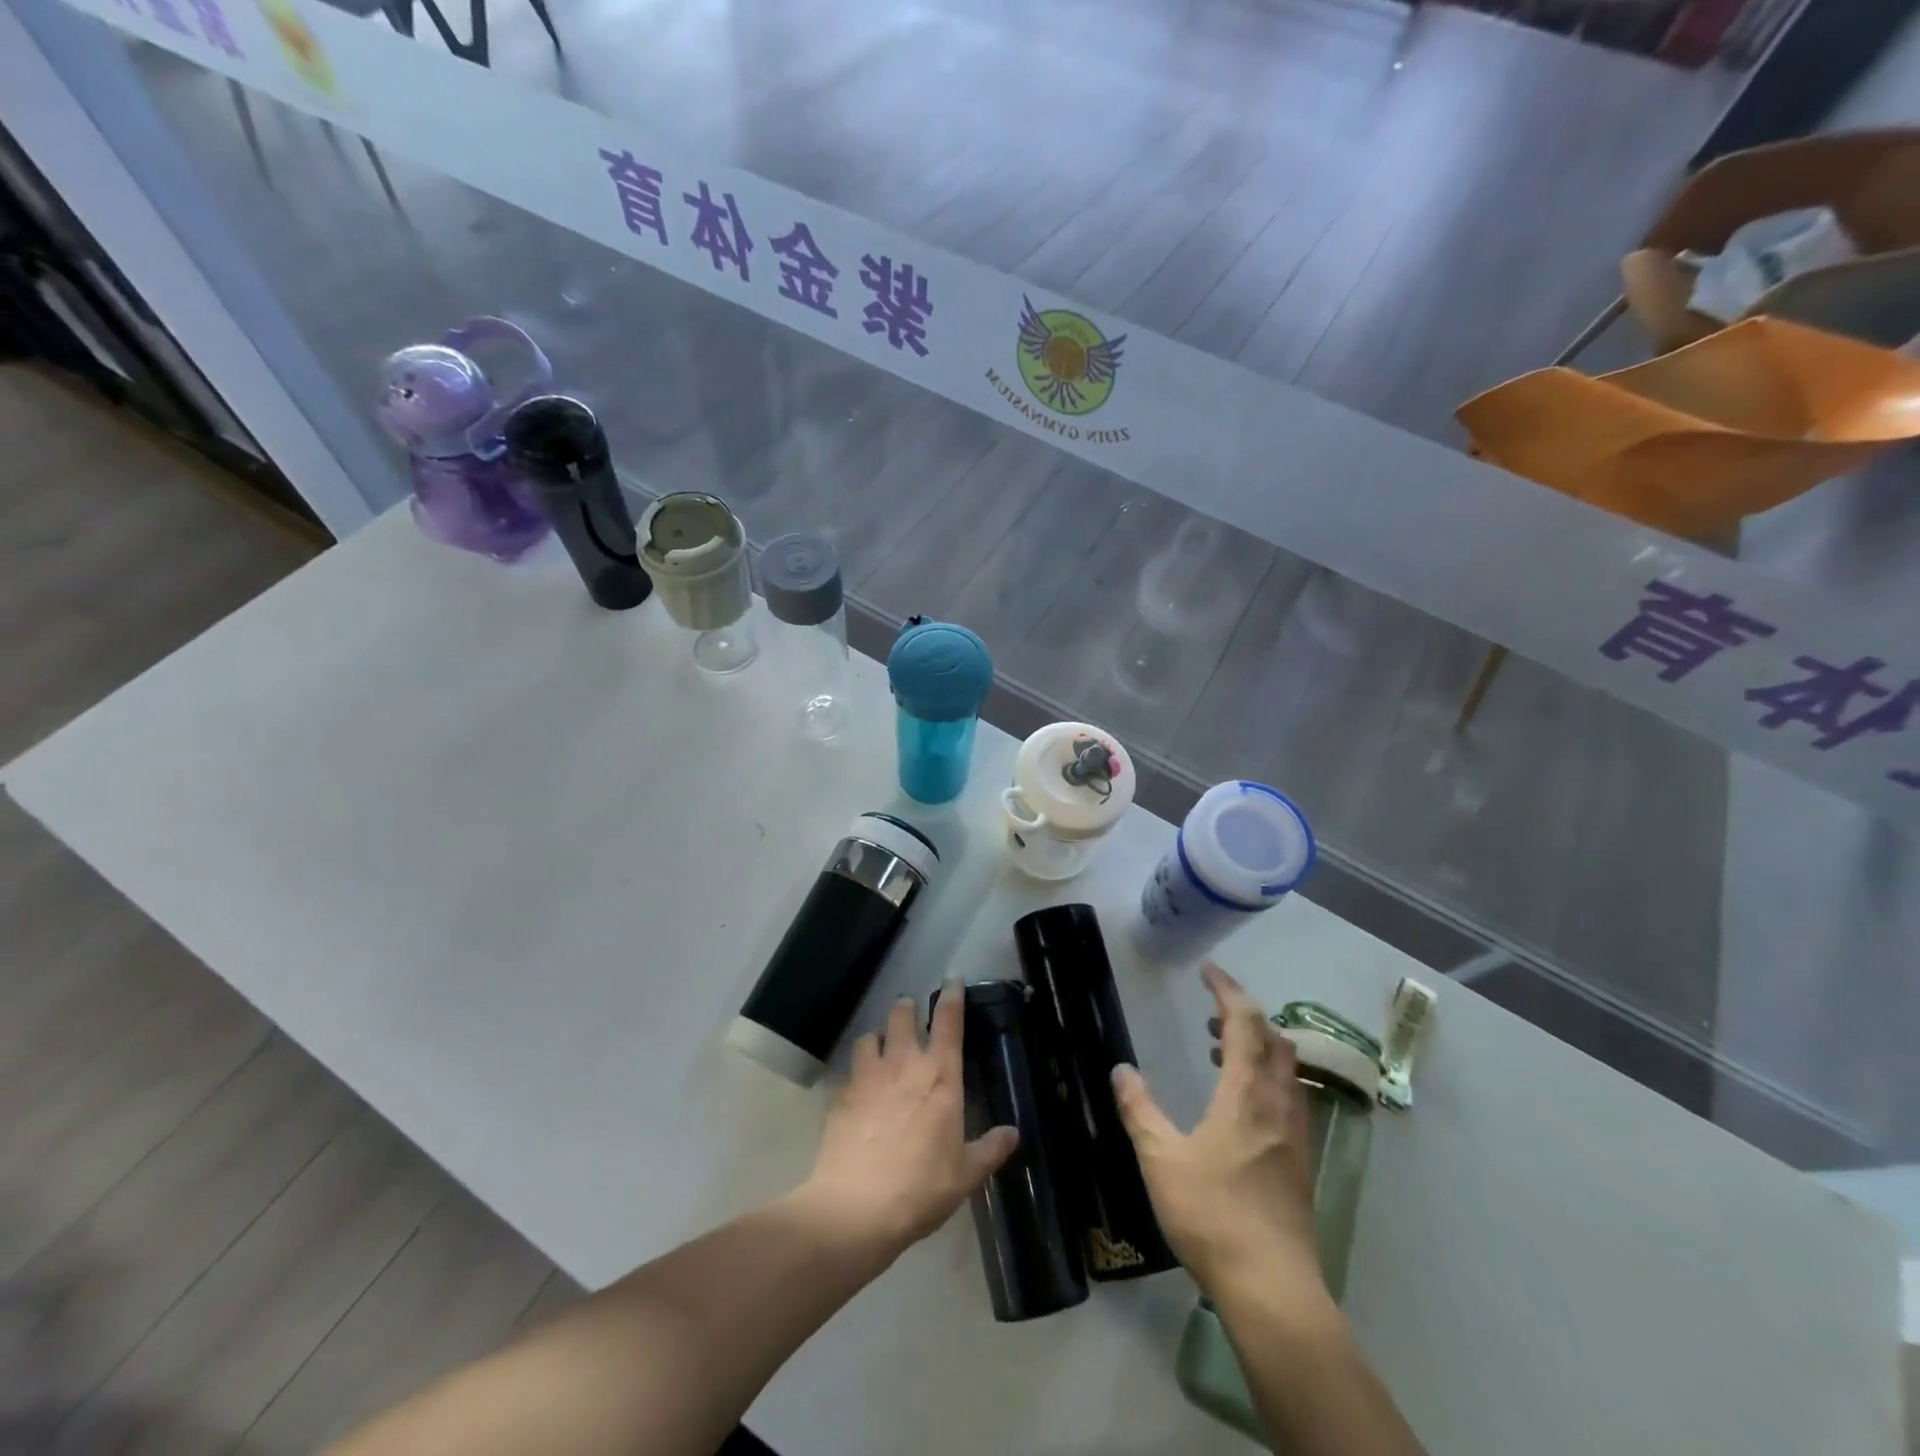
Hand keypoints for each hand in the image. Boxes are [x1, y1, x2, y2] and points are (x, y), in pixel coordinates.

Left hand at [797, 980, 1017, 1262]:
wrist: (856, 1207)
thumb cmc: (921, 1187)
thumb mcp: (965, 1174)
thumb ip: (990, 1149)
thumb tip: (1013, 1133)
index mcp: (940, 1076)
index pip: (948, 1021)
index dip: (952, 996)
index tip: (953, 980)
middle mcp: (903, 1065)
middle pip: (902, 1016)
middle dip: (907, 1009)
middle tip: (910, 1012)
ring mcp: (867, 1076)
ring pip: (870, 1036)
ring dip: (877, 1037)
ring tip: (879, 1046)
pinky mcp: (840, 1095)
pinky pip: (847, 1072)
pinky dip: (853, 1075)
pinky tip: (854, 1091)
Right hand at [1111, 963, 1325, 1300]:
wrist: (1273, 1288)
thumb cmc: (1213, 1215)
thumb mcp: (1160, 1159)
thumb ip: (1139, 1109)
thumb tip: (1121, 1070)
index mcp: (1247, 1094)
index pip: (1246, 1022)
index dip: (1227, 990)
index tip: (1207, 971)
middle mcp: (1278, 1104)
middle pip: (1275, 1039)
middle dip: (1246, 1016)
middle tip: (1211, 1015)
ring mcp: (1296, 1135)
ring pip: (1287, 1069)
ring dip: (1258, 1047)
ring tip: (1221, 1053)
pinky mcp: (1301, 1162)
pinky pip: (1290, 1097)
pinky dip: (1268, 1078)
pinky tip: (1242, 1106)